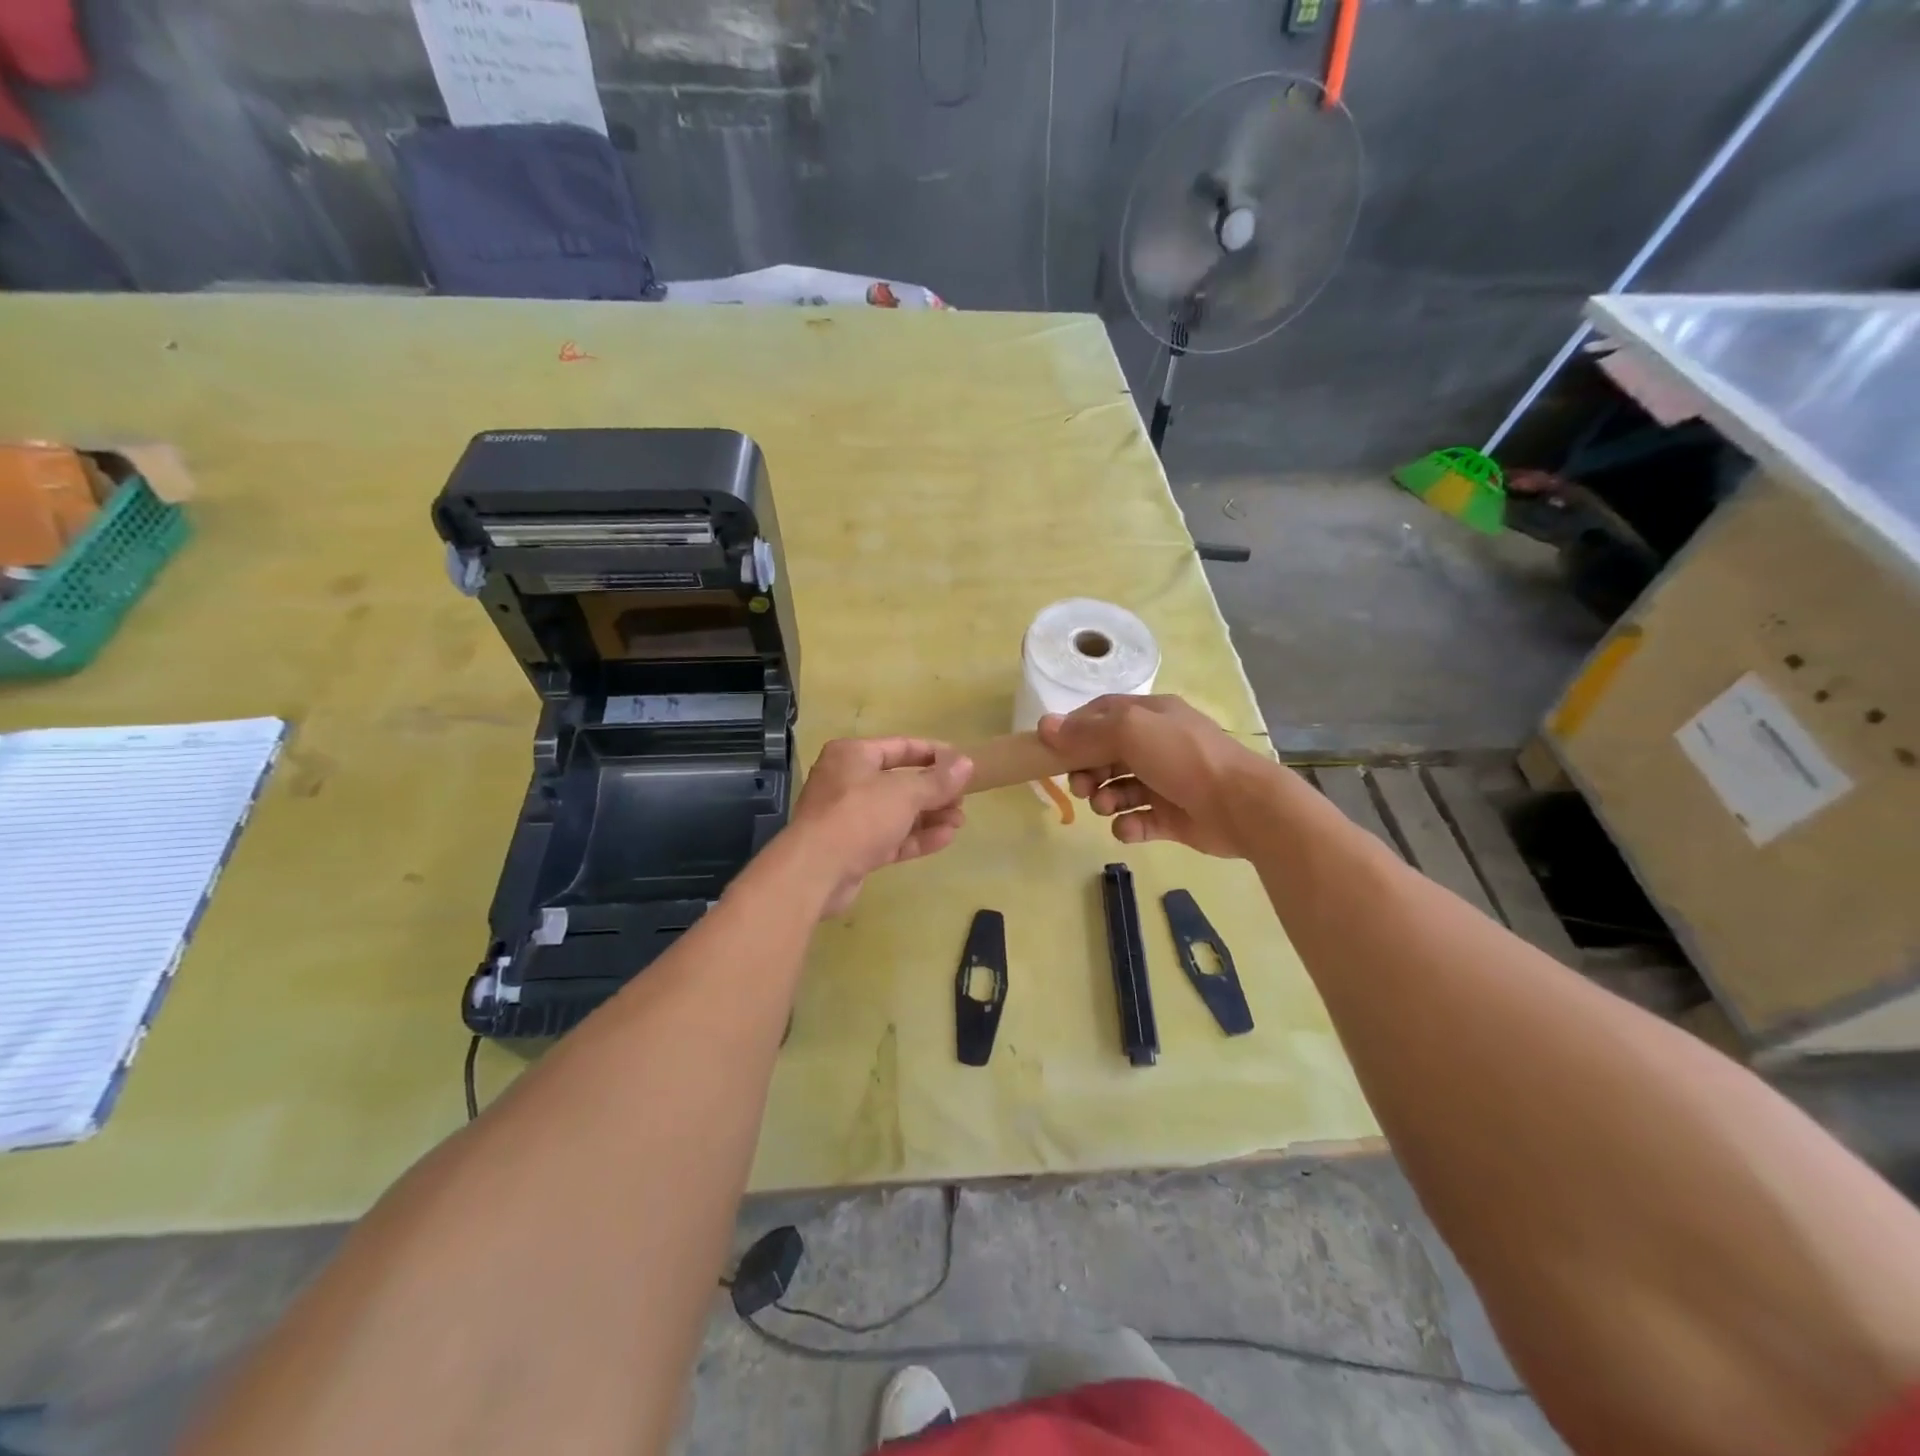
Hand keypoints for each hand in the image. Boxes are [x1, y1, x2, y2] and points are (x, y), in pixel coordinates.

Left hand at [788, 737, 972, 915]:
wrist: (816, 871)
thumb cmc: (860, 815)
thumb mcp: (905, 792)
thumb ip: (938, 780)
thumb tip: (966, 763)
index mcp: (853, 755)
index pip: (900, 746)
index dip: (934, 753)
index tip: (963, 762)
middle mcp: (848, 781)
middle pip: (899, 781)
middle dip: (934, 791)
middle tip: (964, 799)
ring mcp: (849, 818)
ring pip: (897, 812)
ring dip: (929, 816)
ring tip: (960, 821)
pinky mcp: (854, 849)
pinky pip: (891, 837)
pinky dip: (916, 837)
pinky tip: (945, 838)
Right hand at [1037, 695, 1273, 856]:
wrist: (1241, 805)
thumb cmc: (1183, 757)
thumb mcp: (1131, 732)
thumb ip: (1086, 732)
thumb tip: (1044, 727)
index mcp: (1150, 716)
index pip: (1102, 714)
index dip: (1076, 729)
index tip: (1053, 750)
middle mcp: (1157, 745)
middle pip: (1106, 754)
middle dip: (1087, 770)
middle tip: (1082, 787)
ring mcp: (1165, 782)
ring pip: (1119, 788)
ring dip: (1105, 798)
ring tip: (1108, 807)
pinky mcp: (1172, 817)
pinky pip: (1138, 820)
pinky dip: (1128, 825)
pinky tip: (1129, 828)